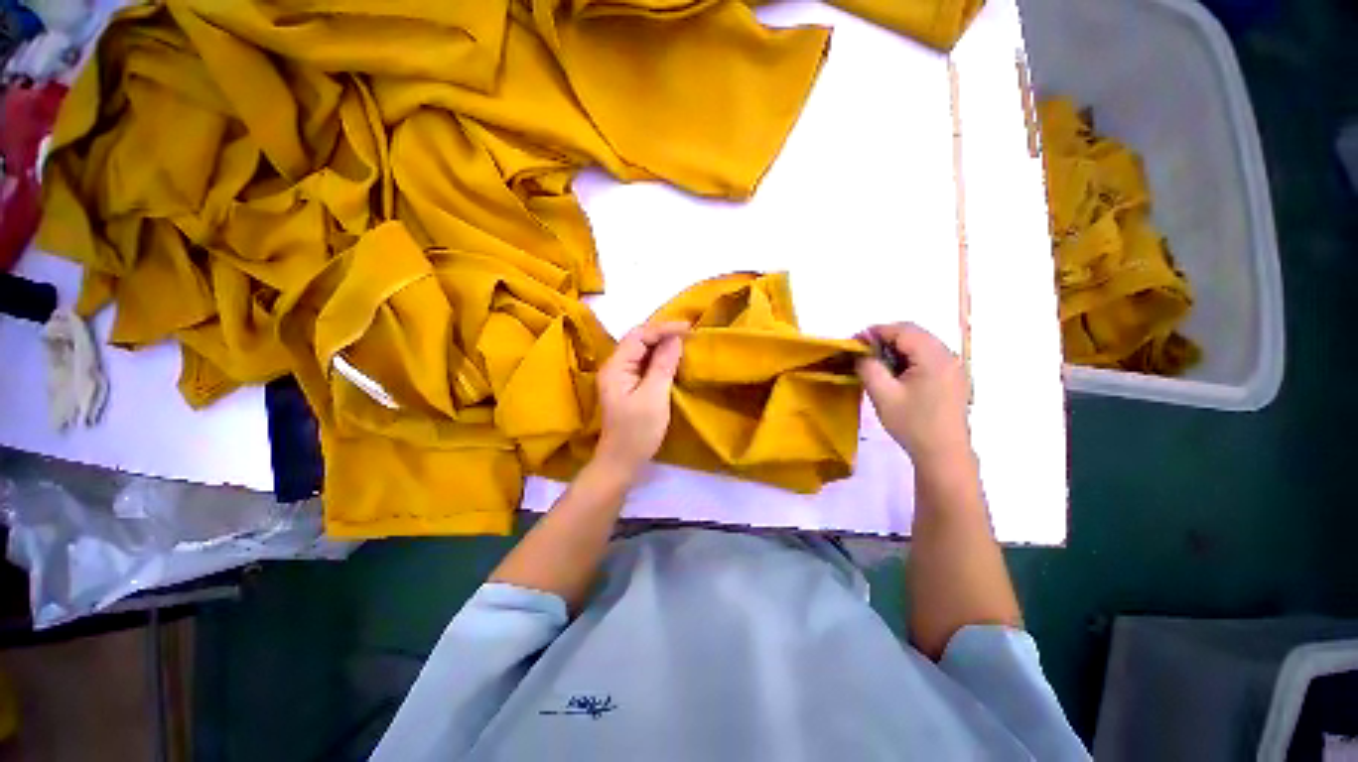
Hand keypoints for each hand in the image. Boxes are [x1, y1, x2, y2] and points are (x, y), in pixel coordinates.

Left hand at [594, 321, 688, 479]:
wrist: (621, 462)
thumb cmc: (637, 431)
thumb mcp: (654, 397)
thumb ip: (663, 365)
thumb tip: (675, 339)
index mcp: (615, 367)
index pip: (638, 336)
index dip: (663, 329)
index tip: (688, 328)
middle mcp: (614, 367)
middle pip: (638, 340)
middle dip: (662, 334)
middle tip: (688, 333)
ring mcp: (620, 377)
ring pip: (642, 351)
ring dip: (662, 345)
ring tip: (684, 342)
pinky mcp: (628, 386)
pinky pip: (644, 364)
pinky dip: (659, 358)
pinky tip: (673, 359)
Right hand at [856, 323, 971, 470]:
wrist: (943, 454)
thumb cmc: (912, 423)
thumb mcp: (882, 395)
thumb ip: (868, 368)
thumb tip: (861, 353)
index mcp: (934, 357)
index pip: (903, 330)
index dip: (876, 331)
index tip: (855, 341)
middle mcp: (948, 356)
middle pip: (914, 334)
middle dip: (886, 338)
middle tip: (863, 352)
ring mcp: (954, 368)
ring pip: (922, 345)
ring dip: (897, 349)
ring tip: (876, 363)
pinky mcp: (953, 379)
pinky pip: (929, 358)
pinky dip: (909, 359)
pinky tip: (896, 375)